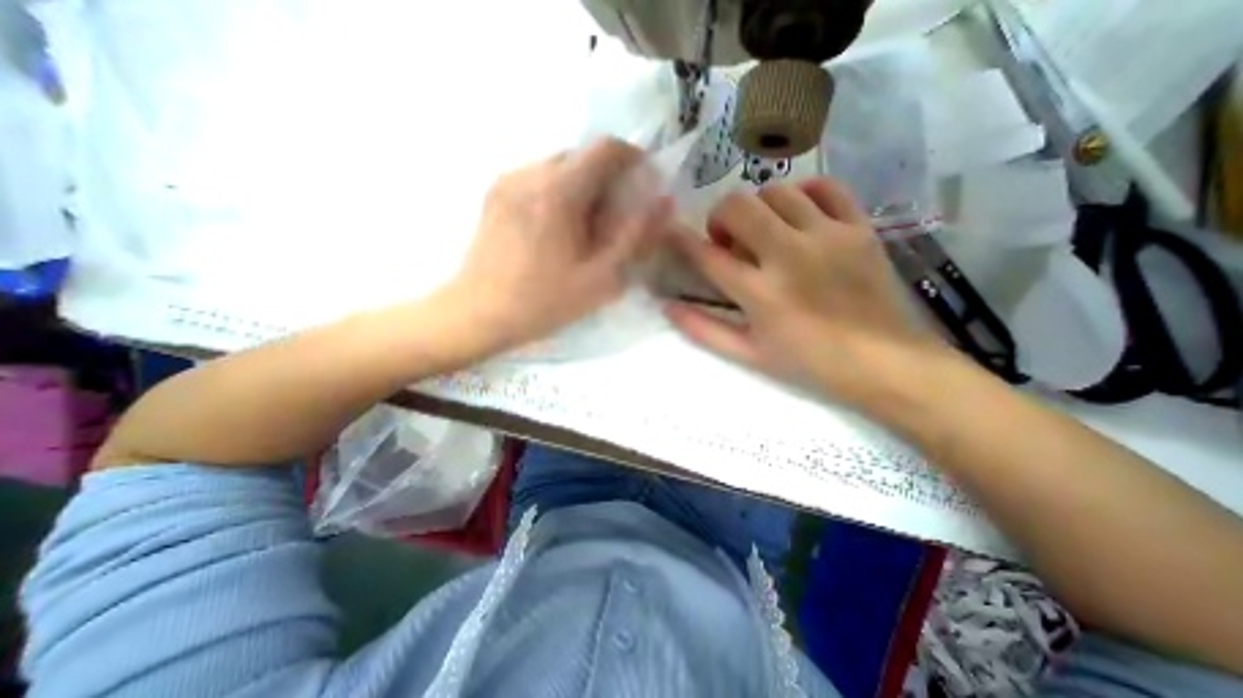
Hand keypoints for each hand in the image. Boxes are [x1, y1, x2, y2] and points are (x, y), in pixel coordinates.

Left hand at [443, 137, 669, 353]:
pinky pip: (537, 179)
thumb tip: (663, 203)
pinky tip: (556, 231)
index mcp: (559, 190)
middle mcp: (530, 172)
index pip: (607, 148)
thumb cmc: (543, 302)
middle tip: (614, 220)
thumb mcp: (601, 278)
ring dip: (582, 188)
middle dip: (608, 180)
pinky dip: (558, 193)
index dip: (634, 160)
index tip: (642, 186)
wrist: (477, 314)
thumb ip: (636, 237)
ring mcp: (507, 180)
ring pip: (560, 167)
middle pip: (583, 156)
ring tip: (584, 229)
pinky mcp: (494, 194)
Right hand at [665, 174, 938, 403]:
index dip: (681, 240)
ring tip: (764, 231)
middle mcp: (789, 255)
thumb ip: (704, 329)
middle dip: (720, 216)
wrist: (884, 362)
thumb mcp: (748, 354)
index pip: (707, 256)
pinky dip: (804, 192)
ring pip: (777, 191)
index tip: (670, 232)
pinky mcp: (858, 227)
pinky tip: (799, 214)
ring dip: (758, 208)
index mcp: (760, 293)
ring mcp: (827, 236)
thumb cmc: (808, 363)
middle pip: (739, 207)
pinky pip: (826, 187)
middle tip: (727, 239)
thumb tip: (668, 307)